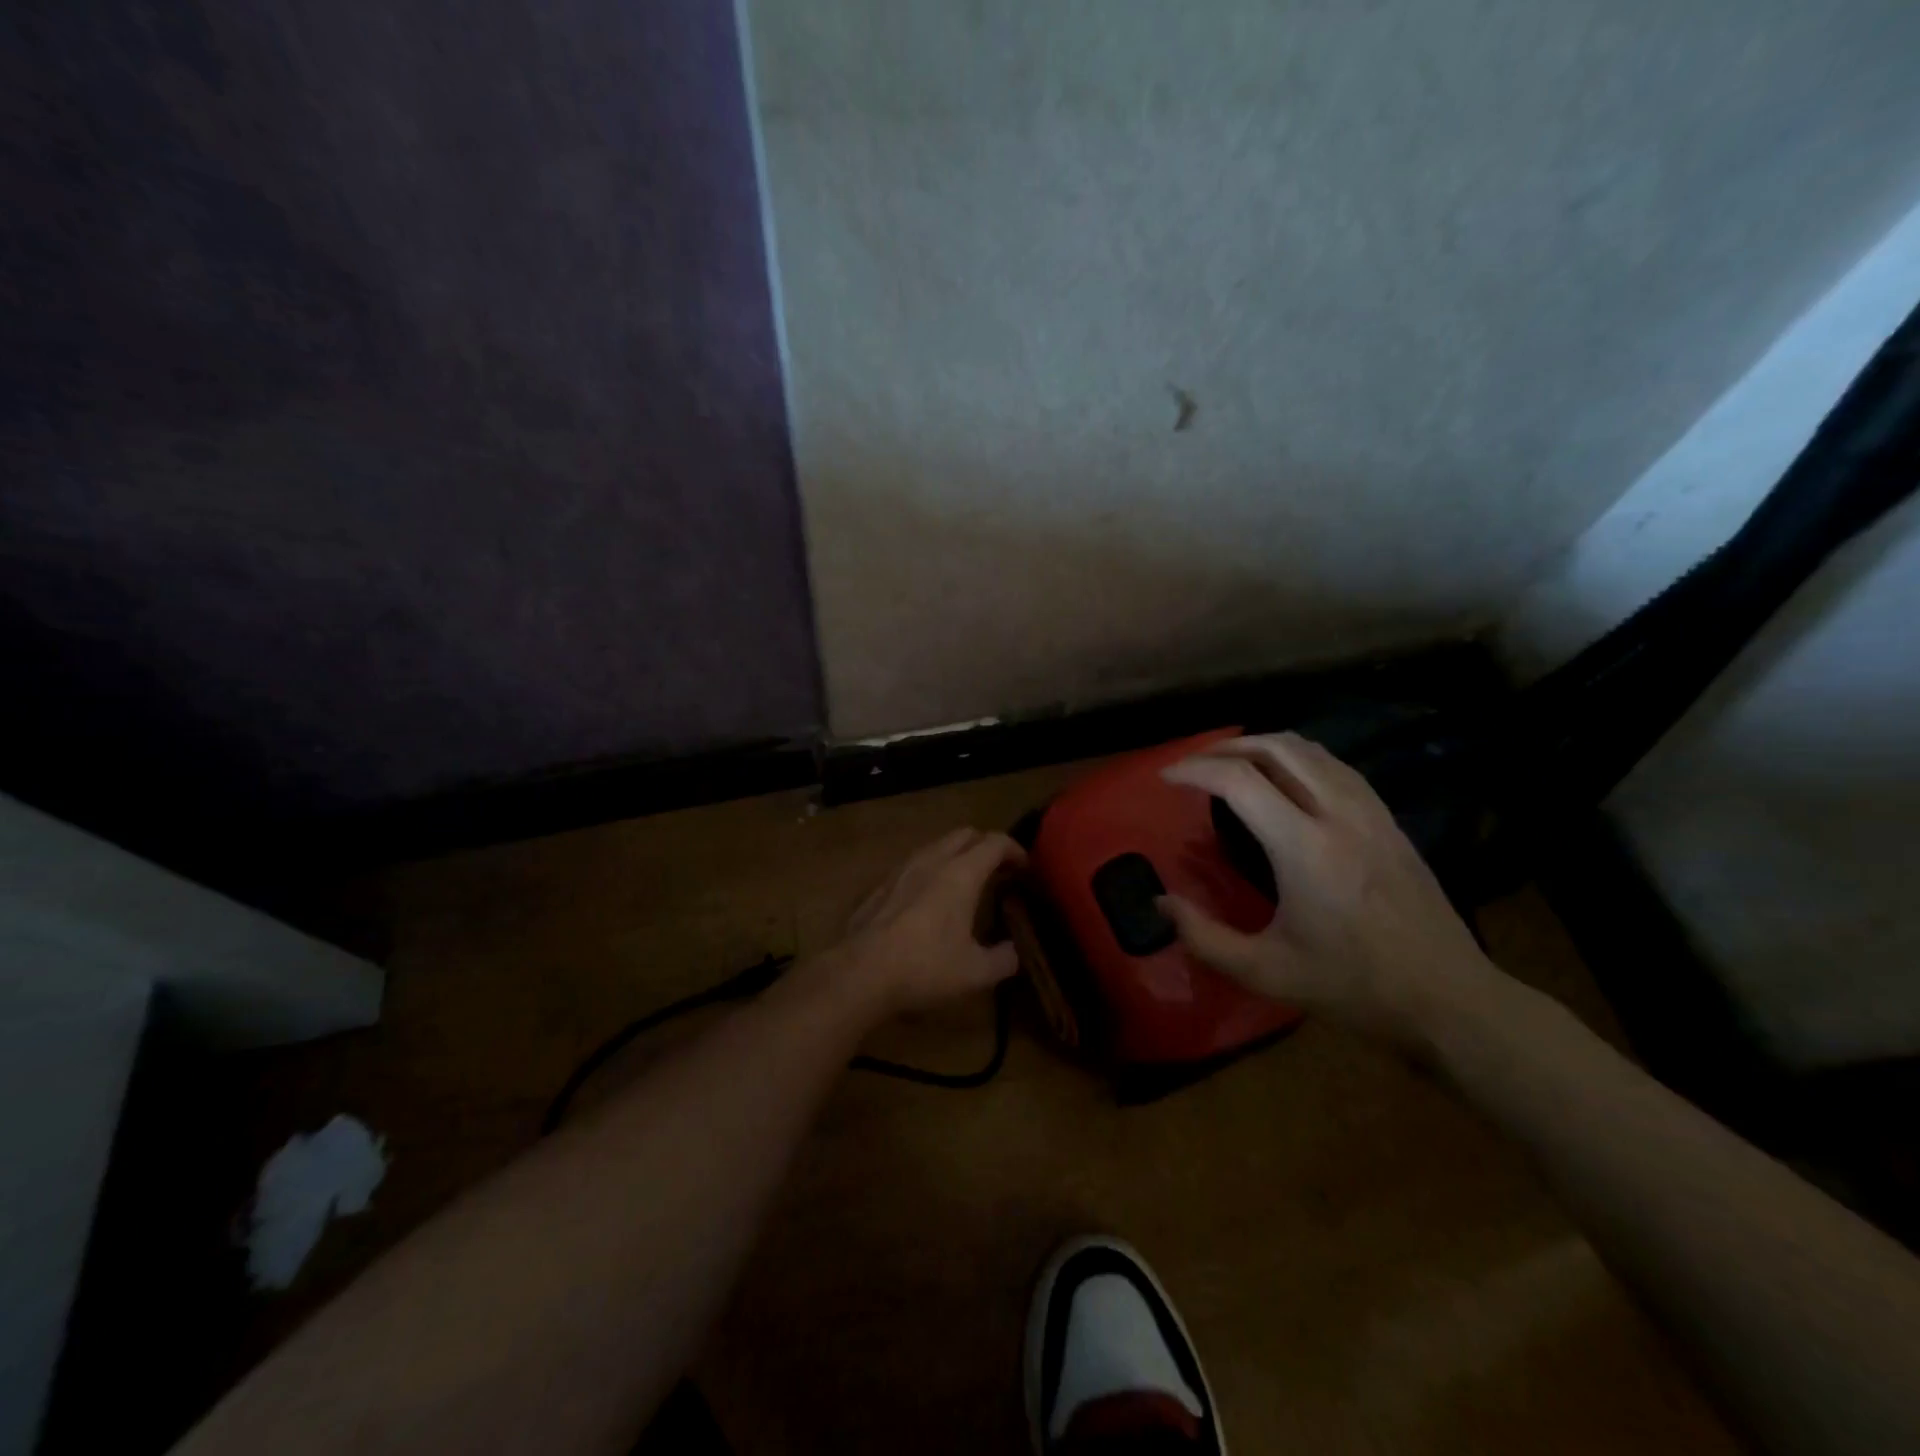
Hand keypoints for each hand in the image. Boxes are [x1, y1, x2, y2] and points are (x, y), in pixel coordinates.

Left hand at [826, 828, 1027, 1018]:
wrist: (860, 972)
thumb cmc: (925, 967)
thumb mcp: (976, 972)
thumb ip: (1003, 959)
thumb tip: (1013, 952)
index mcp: (962, 873)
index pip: (995, 842)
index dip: (1015, 850)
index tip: (1026, 867)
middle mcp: (933, 861)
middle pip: (965, 834)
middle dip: (986, 845)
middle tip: (998, 870)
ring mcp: (902, 869)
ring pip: (936, 845)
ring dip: (956, 854)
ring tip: (965, 881)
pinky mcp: (881, 885)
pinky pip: (914, 863)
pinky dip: (931, 869)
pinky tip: (929, 897)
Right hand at [1161, 733, 1502, 1053]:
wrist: (1449, 1000)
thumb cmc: (1353, 987)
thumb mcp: (1265, 972)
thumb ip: (1204, 937)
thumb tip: (1162, 903)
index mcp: (1304, 847)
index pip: (1238, 780)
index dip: (1194, 770)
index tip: (1165, 779)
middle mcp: (1338, 814)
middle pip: (1275, 748)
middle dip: (1225, 747)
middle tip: (1193, 764)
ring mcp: (1370, 813)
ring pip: (1310, 750)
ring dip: (1262, 745)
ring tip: (1231, 762)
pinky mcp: (1389, 821)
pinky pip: (1336, 767)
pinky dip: (1298, 757)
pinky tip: (1286, 778)